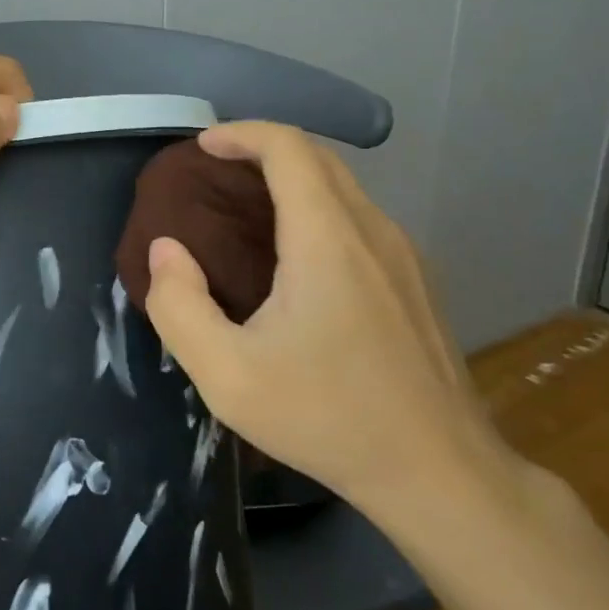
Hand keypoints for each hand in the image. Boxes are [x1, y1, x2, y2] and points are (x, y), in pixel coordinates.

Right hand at [142, 120, 512, 519]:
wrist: (441, 475)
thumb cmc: (327, 418)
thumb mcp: (226, 375)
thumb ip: (178, 306)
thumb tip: (167, 250)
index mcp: (327, 239)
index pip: (289, 148)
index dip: (241, 133)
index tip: (203, 147)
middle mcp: (373, 231)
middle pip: (318, 158)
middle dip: (263, 148)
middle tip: (216, 171)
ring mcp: (404, 256)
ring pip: (344, 187)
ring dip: (292, 178)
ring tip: (247, 207)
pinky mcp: (417, 282)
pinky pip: (360, 217)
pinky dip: (318, 207)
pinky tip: (295, 254)